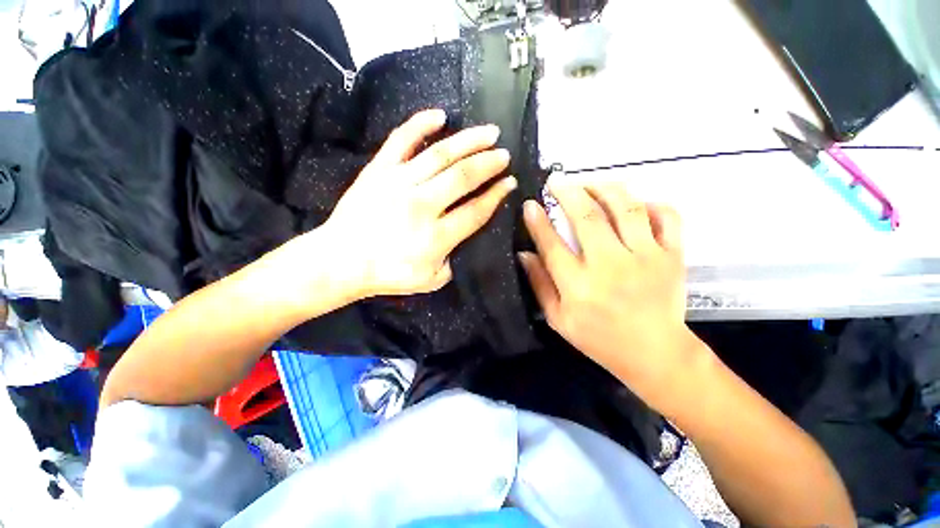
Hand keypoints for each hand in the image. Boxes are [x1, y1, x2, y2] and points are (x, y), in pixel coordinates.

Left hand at [321, 109, 515, 297]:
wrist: (342, 260)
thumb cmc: (389, 274)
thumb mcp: (432, 279)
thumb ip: (454, 259)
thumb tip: (465, 235)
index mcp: (437, 236)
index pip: (476, 210)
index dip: (496, 195)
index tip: (510, 183)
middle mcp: (422, 205)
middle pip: (463, 177)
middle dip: (489, 163)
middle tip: (505, 154)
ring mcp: (399, 183)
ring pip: (440, 154)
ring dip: (469, 141)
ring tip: (490, 132)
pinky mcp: (379, 170)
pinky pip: (401, 140)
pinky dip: (420, 124)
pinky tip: (440, 115)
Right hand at [519, 179, 702, 410]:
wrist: (654, 353)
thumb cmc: (598, 338)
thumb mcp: (558, 319)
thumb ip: (539, 284)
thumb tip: (524, 253)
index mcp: (579, 286)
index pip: (552, 244)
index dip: (538, 221)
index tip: (530, 204)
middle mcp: (611, 266)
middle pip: (587, 217)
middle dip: (567, 192)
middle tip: (557, 181)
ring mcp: (646, 257)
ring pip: (625, 207)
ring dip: (604, 188)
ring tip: (590, 183)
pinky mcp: (673, 255)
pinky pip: (666, 216)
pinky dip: (651, 203)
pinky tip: (635, 204)